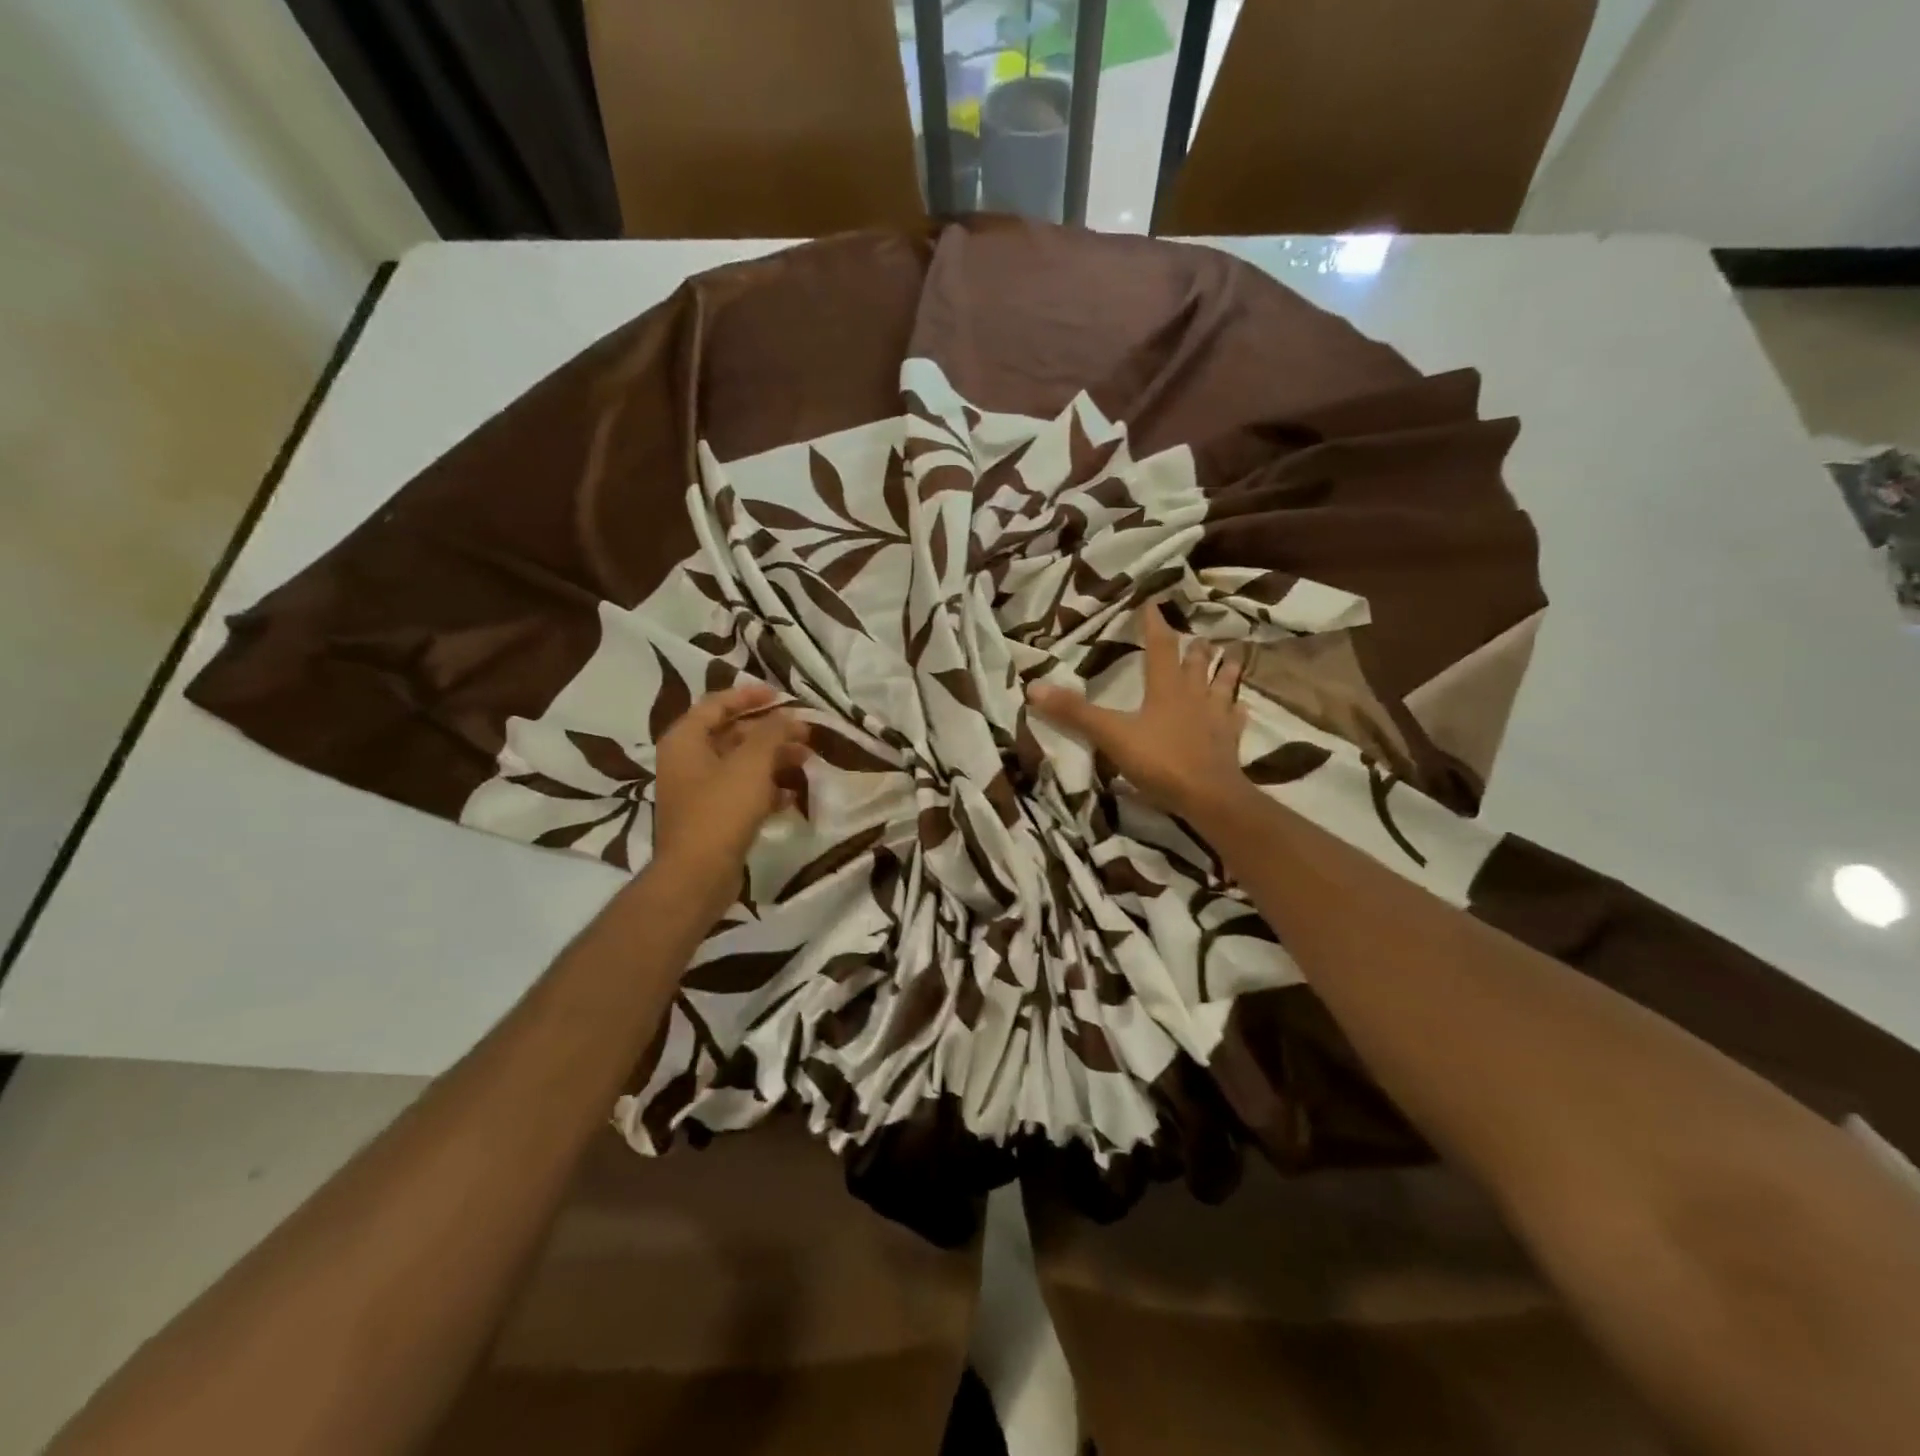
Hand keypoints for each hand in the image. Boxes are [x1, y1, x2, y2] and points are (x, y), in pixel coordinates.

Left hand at [651, 683, 809, 909]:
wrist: (697, 875)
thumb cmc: (720, 810)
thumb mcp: (751, 763)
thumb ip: (771, 732)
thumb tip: (787, 716)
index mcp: (685, 740)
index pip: (717, 704)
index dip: (749, 696)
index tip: (781, 697)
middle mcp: (687, 761)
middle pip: (732, 735)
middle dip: (770, 733)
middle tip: (804, 734)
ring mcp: (698, 792)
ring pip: (741, 765)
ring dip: (773, 761)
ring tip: (806, 762)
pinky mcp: (712, 818)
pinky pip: (742, 793)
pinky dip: (766, 790)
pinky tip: (792, 795)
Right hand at [1028, 604, 1250, 819]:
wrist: (1208, 796)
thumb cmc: (1160, 760)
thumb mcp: (1111, 735)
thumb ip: (1075, 713)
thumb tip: (1034, 686)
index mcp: (1166, 688)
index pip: (1160, 646)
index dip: (1155, 623)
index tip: (1153, 602)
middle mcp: (1194, 695)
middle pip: (1197, 663)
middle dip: (1194, 647)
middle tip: (1197, 635)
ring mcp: (1216, 718)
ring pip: (1223, 685)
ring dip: (1226, 670)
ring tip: (1232, 656)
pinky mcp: (1230, 741)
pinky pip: (1236, 720)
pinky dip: (1237, 711)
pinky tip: (1240, 709)